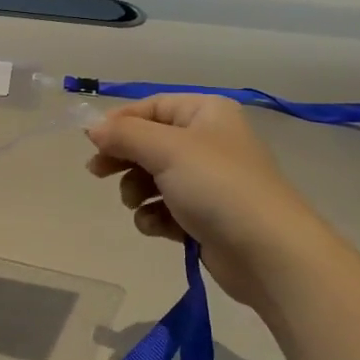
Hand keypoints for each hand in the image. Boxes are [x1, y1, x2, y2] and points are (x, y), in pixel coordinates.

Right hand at [86, 94, 320, 308]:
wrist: (268, 253)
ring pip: (154, 178)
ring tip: (136, 204)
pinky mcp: (205, 218)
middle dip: (124, 158)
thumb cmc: (218, 187)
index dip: (120, 122)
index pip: (152, 106)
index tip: (91, 142)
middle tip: (97, 173)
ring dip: (137, 191)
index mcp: (206, 113)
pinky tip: (156, 226)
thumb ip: (125, 135)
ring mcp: (208, 182)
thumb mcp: (167, 150)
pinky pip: (166, 209)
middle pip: (150, 142)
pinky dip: (155, 216)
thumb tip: (92, 128)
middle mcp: (208, 141)